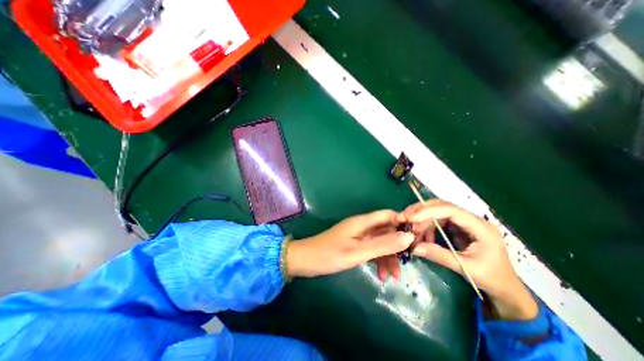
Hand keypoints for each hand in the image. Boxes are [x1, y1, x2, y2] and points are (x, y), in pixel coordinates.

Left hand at [285, 210, 412, 276]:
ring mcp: (358, 237)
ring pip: (380, 242)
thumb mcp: (358, 252)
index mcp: (362, 222)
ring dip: (388, 257)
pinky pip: (371, 250)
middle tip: (408, 262)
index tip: (417, 237)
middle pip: (386, 230)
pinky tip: (381, 275)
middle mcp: (362, 226)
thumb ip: (382, 244)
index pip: (387, 215)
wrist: (305, 261)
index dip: (403, 222)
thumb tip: (407, 237)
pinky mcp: (354, 245)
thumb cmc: (329, 254)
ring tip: (394, 276)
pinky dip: (378, 260)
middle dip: (398, 244)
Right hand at [404, 200, 539, 321]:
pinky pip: (437, 222)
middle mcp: (471, 219)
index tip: (410, 218)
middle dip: (421, 211)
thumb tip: (413, 247)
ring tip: (411, 232)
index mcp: (480, 227)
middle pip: (441, 206)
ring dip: (422, 221)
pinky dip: (426, 228)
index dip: (428, 211)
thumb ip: (439, 255)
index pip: (450, 210)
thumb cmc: (491, 279)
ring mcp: (464, 222)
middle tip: (404, 218)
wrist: (506, 289)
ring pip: (437, 213)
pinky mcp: (457, 227)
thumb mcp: (465, 267)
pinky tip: (421, 238)